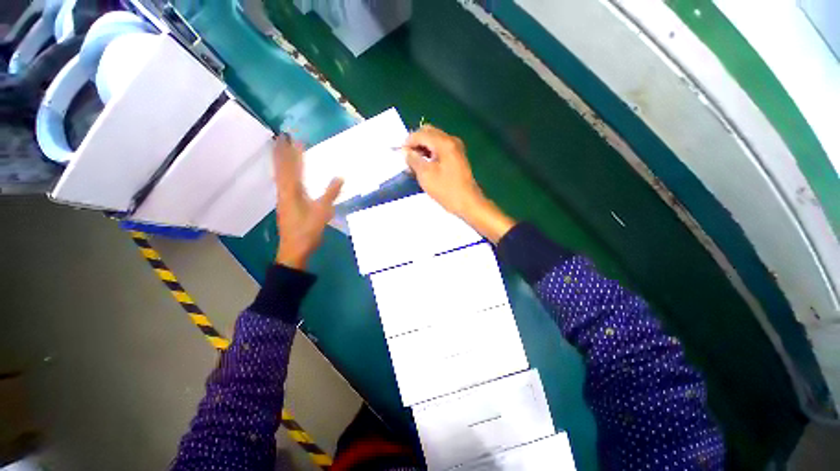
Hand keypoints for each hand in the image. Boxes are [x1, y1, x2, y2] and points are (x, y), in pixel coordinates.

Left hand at [273, 135, 342, 268]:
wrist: (294, 250)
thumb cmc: (307, 231)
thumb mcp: (322, 212)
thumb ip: (330, 194)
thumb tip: (340, 177)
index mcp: (291, 191)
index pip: (290, 167)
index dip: (290, 152)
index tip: (290, 137)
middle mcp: (284, 192)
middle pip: (282, 169)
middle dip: (282, 153)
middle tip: (282, 138)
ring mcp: (283, 199)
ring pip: (281, 176)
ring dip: (282, 162)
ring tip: (283, 151)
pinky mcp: (286, 205)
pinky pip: (284, 184)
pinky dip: (285, 174)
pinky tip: (289, 175)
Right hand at [404, 125, 514, 242]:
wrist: (468, 203)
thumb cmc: (446, 189)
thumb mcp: (426, 175)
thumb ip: (413, 160)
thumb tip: (405, 151)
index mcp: (444, 143)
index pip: (421, 134)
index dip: (408, 142)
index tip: (399, 155)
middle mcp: (451, 141)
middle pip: (429, 133)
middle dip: (415, 143)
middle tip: (407, 158)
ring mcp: (456, 149)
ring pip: (434, 141)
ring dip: (422, 149)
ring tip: (414, 164)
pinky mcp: (457, 158)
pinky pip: (440, 149)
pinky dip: (430, 154)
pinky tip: (424, 166)